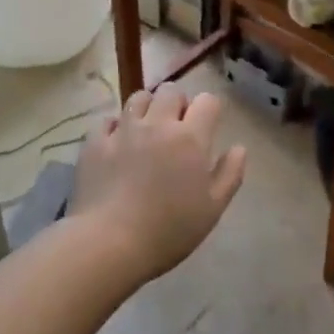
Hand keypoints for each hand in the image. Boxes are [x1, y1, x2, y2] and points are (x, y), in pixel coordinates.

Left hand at [69, 85, 246, 280]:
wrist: (108, 243)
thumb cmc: (169, 230)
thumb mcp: (212, 209)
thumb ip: (230, 173)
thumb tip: (238, 147)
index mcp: (190, 138)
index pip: (207, 101)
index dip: (210, 109)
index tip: (208, 126)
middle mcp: (157, 124)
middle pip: (171, 91)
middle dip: (178, 103)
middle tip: (177, 127)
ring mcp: (123, 130)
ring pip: (138, 98)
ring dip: (147, 107)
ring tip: (147, 129)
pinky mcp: (95, 142)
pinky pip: (107, 120)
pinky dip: (116, 126)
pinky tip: (117, 143)